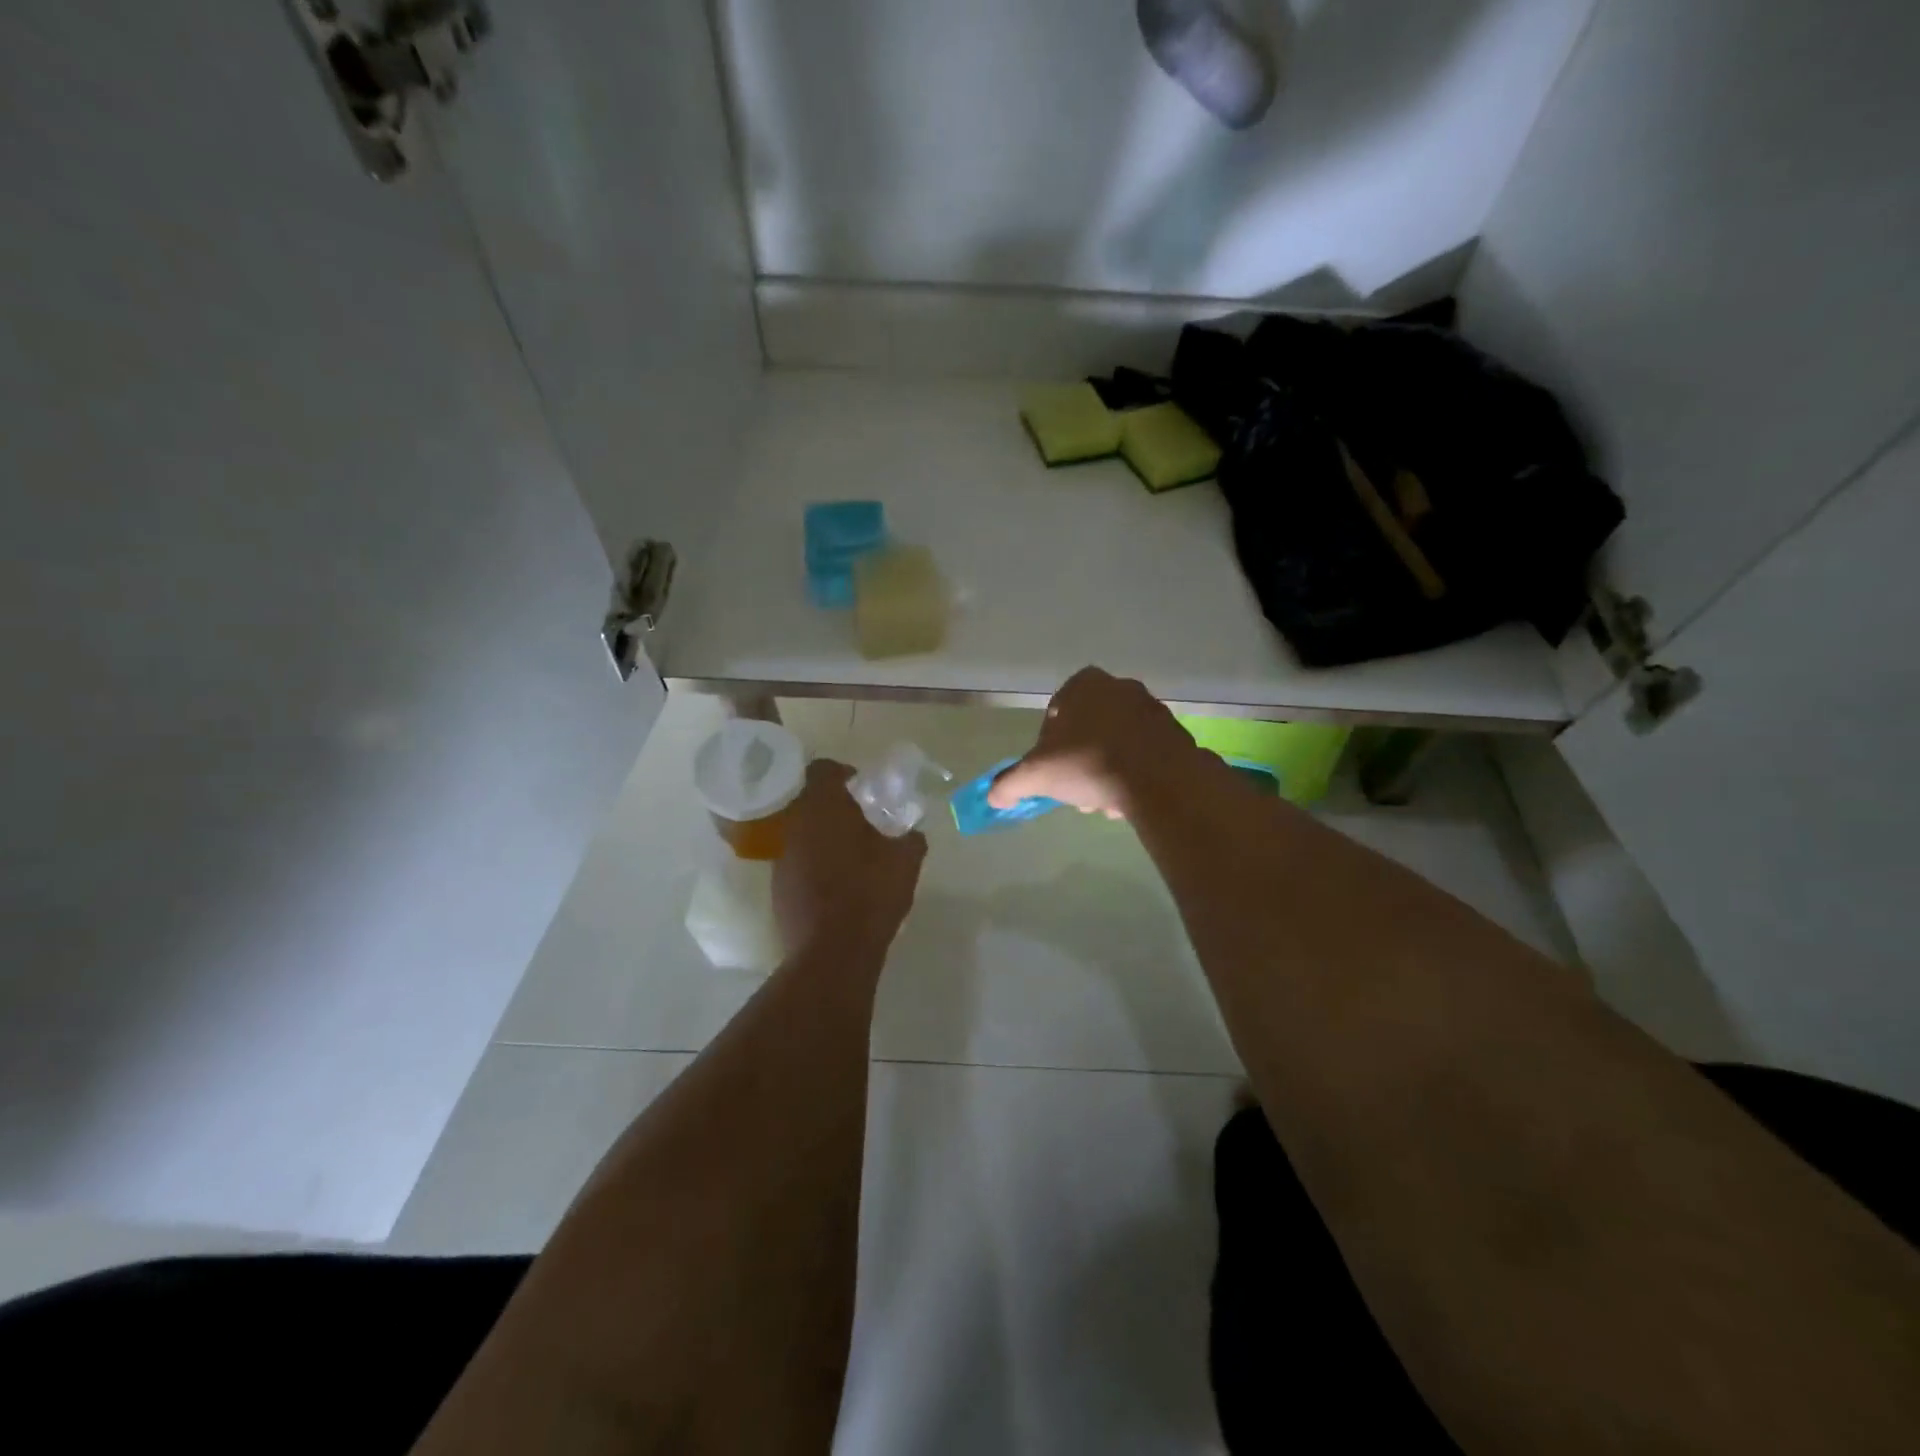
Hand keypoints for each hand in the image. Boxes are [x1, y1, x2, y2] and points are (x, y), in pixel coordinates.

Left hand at [774, 759, 926, 955]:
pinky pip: (797, 864)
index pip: (822, 769)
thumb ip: (911, 838)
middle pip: (809, 802)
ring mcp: (781, 858)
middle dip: (833, 808)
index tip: (862, 788)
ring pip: (802, 833)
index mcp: (823, 807)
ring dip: (822, 838)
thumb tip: (912, 833)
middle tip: (861, 822)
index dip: (843, 774)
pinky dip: (814, 866)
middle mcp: (794, 825)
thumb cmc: (870, 892)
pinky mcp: (778, 888)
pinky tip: (837, 886)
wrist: (833, 951)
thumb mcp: (906, 860)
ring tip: (851, 856)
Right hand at [987, 667, 1200, 819]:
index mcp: (1086, 684)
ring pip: (1117, 742)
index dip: (1048, 740)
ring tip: (1101, 800)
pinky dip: (1133, 773)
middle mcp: (1122, 688)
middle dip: (1079, 758)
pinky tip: (1127, 800)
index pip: (1057, 708)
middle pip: (1089, 727)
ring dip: (1105, 769)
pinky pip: (1145, 754)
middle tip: (1075, 787)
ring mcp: (1153, 710)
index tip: (1050, 765)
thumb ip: (1009, 783)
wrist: (1159, 781)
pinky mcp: (1176, 735)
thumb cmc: (1088, 763)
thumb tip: (992, 796)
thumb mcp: (1036, 775)